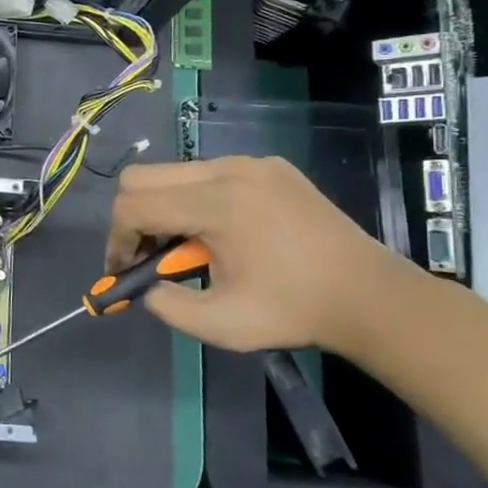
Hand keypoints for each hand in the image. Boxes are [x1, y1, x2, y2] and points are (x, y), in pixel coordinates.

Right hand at [105, 156, 412, 354]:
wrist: (371, 295)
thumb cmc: (295, 311)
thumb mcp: (220, 324)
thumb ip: (166, 305)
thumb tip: (146, 286)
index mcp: (216, 204)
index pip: (133, 205)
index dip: (116, 239)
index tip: (123, 271)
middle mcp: (228, 170)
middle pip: (142, 177)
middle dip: (132, 218)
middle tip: (147, 255)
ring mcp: (251, 163)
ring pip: (173, 172)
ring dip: (164, 208)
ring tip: (187, 248)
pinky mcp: (269, 166)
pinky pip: (208, 172)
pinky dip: (195, 199)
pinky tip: (221, 233)